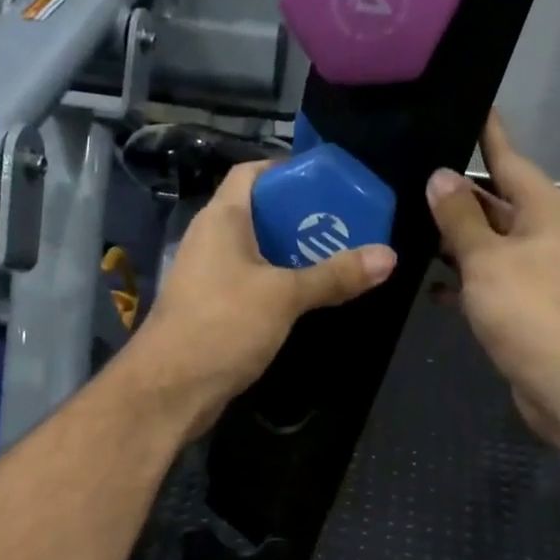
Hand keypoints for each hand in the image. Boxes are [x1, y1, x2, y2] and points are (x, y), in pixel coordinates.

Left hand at [128, 160, 396, 432]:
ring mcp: (209, 278)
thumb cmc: (223, 326)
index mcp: (222, 219)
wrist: (170, 389)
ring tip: (337, 263)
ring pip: (258, 254)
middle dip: (303, 218)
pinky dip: (279, 287)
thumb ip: (334, 276)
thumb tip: (389, 256)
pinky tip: (307, 301)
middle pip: (261, 214)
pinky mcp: (213, 311)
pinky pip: (251, 286)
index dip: (288, 171)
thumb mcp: (284, 296)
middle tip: (346, 228)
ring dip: (293, 257)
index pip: (252, 172)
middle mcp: (212, 241)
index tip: (328, 184)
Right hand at [428, 112, 559, 444]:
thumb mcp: (487, 259)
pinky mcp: (528, 306)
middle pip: (496, 202)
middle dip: (456, 195)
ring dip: (455, 242)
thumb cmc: (530, 311)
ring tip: (406, 228)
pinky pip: (491, 281)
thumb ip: (459, 218)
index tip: (463, 105)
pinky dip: (465, 282)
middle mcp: (546, 233)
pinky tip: (431, 289)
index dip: (484, 133)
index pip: (508, 157)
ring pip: (490, 244)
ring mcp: (539, 271)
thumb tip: (439, 177)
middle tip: (408, 178)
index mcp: (545, 208)